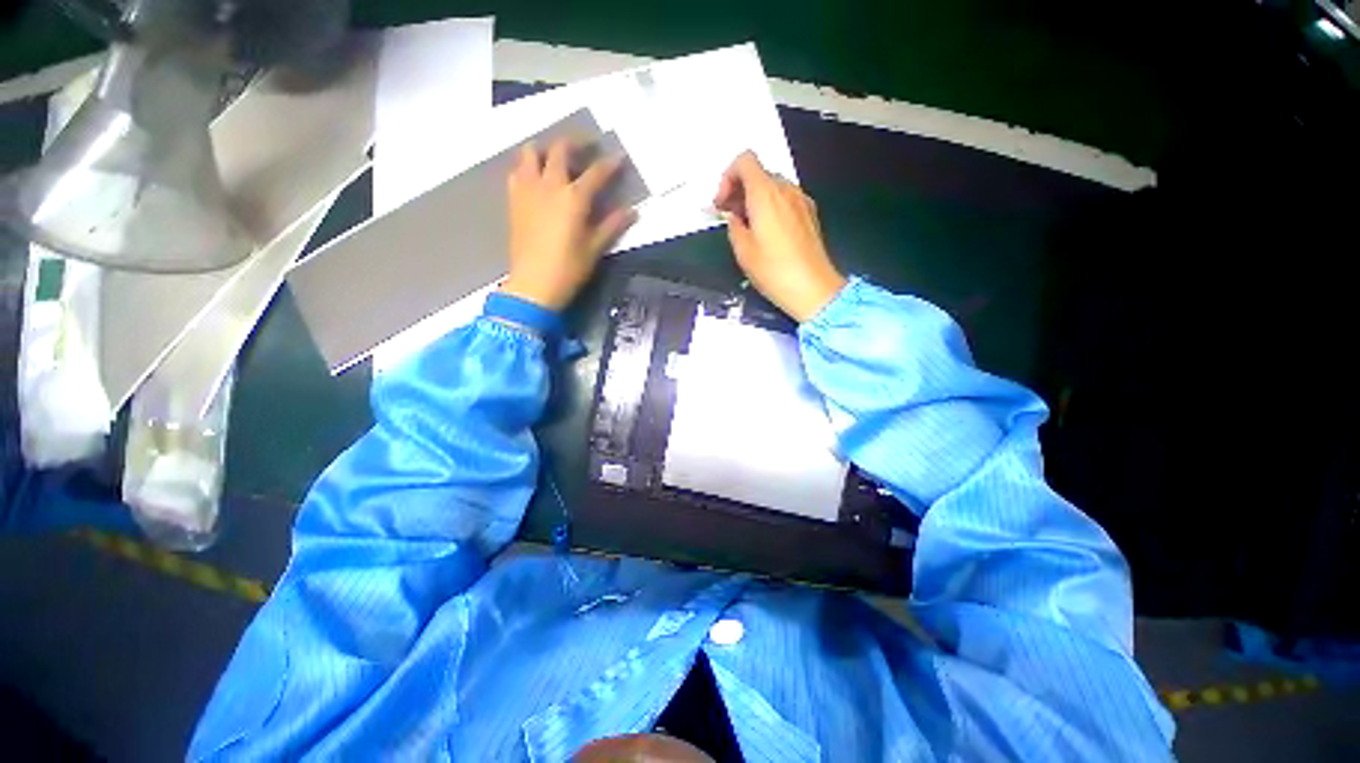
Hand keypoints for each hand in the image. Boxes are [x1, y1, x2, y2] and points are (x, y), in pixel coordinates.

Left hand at [501, 139, 636, 310]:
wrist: (533, 284)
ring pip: (530, 153)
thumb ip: (612, 226)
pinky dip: (527, 167)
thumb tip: (632, 211)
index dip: (610, 164)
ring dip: (545, 150)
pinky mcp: (514, 201)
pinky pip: (517, 172)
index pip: (596, 173)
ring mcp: (528, 190)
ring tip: (556, 160)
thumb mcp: (595, 249)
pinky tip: (536, 179)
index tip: (619, 157)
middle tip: (586, 148)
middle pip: (559, 150)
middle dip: (575, 144)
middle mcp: (549, 185)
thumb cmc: (569, 269)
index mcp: (573, 198)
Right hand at [713, 151, 845, 321]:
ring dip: (754, 198)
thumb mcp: (743, 251)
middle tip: (728, 215)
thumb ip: (733, 226)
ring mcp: (801, 200)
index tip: (721, 202)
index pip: (744, 161)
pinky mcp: (809, 214)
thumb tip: (735, 217)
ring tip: (746, 225)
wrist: (813, 289)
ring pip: (772, 186)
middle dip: (739, 189)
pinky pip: (785, 199)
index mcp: (766, 193)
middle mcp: (786, 190)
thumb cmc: (775, 271)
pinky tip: (765, 231)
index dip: (727, 176)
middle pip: (758, 173)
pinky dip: (770, 206)